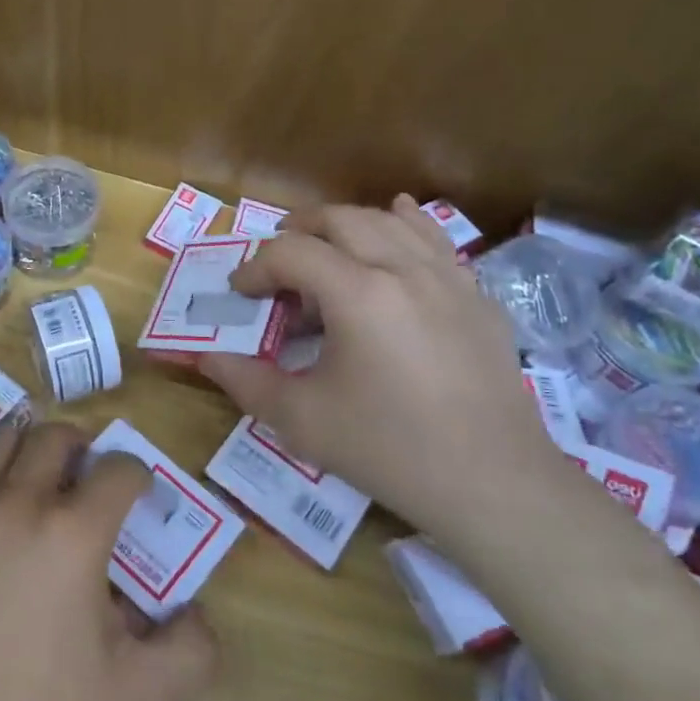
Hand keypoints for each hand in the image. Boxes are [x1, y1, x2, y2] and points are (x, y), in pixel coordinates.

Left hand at [0, 423, 218, 700]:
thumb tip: (200, 612)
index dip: (138, 476)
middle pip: (58, 436)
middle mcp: (23, 501)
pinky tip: (4, 520)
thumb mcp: (136, 694)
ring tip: (47, 482)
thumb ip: (189, 650)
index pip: (119, 469)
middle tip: (92, 479)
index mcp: (74, 532)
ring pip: (10, 440)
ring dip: (37, 448)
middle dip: (85, 447)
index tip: (140, 497)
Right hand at [200, 196, 559, 551]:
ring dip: (345, 224)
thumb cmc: (388, 450)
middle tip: (276, 264)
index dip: (255, 268)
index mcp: (357, 294)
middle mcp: (403, 269)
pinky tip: (397, 216)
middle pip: (339, 220)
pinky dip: (407, 222)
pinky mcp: (476, 296)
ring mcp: (447, 278)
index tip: (239, 295)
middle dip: (297, 232)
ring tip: (324, 246)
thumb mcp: (301, 420)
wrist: (494, 484)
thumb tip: (205, 356)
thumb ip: (245, 381)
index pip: (290, 253)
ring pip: (388, 221)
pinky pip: (436, 239)